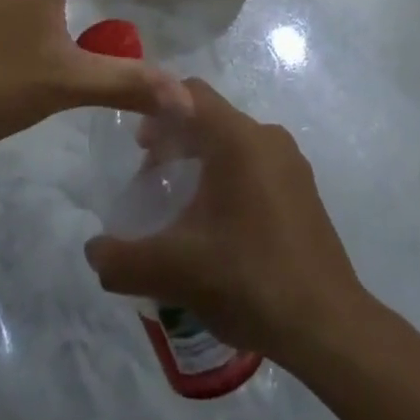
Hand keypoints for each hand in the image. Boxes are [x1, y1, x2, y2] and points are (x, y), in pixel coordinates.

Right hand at [83, 79, 365, 359]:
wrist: (328, 326)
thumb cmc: (248, 278)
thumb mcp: (175, 269)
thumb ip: (124, 258)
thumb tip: (92, 251)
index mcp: (237, 138)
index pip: (189, 93)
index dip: (156, 106)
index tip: (135, 142)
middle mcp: (266, 137)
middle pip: (210, 117)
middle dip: (175, 138)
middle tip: (149, 174)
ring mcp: (290, 163)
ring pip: (234, 142)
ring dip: (201, 159)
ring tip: (179, 202)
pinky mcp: (303, 190)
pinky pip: (255, 165)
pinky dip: (228, 177)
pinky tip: (217, 224)